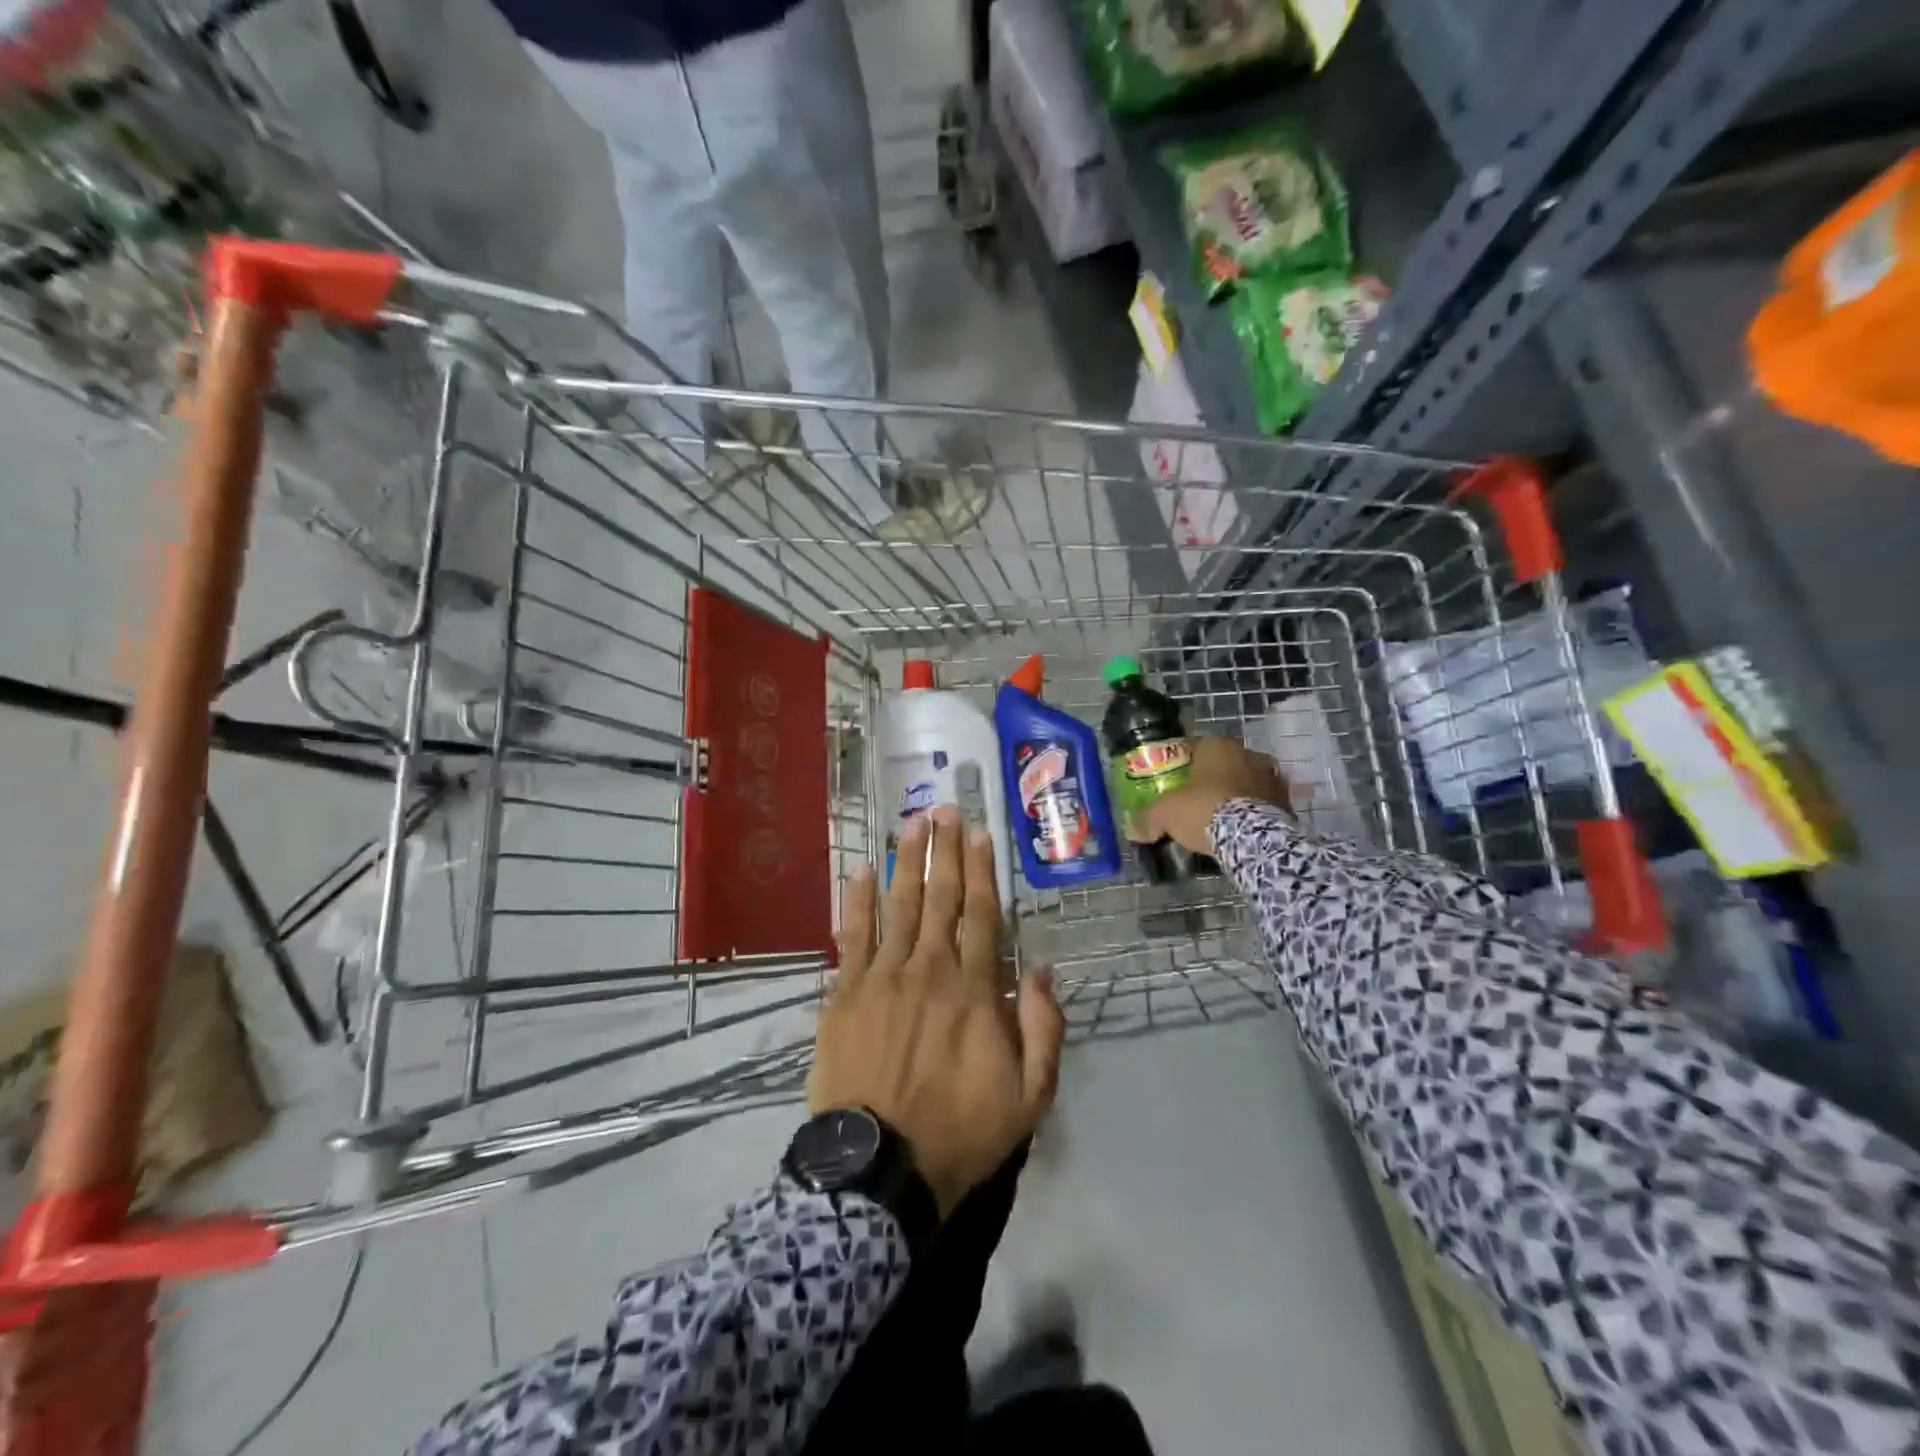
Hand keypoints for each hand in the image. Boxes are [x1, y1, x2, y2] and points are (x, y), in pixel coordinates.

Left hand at [809, 805, 1065, 1217]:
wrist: (878, 1169)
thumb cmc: (959, 1132)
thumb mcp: (1029, 1097)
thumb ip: (1043, 1029)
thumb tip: (1044, 970)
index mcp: (974, 989)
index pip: (982, 914)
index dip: (982, 870)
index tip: (980, 833)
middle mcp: (929, 969)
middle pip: (940, 897)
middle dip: (944, 850)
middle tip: (945, 808)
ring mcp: (882, 977)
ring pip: (899, 905)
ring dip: (907, 861)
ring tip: (912, 823)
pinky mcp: (845, 994)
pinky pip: (852, 936)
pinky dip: (858, 901)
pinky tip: (862, 870)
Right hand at [1130, 737, 1291, 857]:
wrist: (1252, 838)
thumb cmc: (1204, 810)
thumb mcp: (1165, 814)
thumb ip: (1147, 819)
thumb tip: (1131, 830)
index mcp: (1218, 746)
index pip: (1196, 746)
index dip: (1183, 764)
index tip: (1174, 782)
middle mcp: (1249, 754)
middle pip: (1224, 764)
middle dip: (1212, 779)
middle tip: (1196, 801)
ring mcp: (1272, 777)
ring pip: (1247, 782)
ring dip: (1236, 794)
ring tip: (1220, 818)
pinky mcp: (1288, 803)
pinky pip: (1264, 804)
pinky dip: (1253, 813)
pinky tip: (1241, 830)